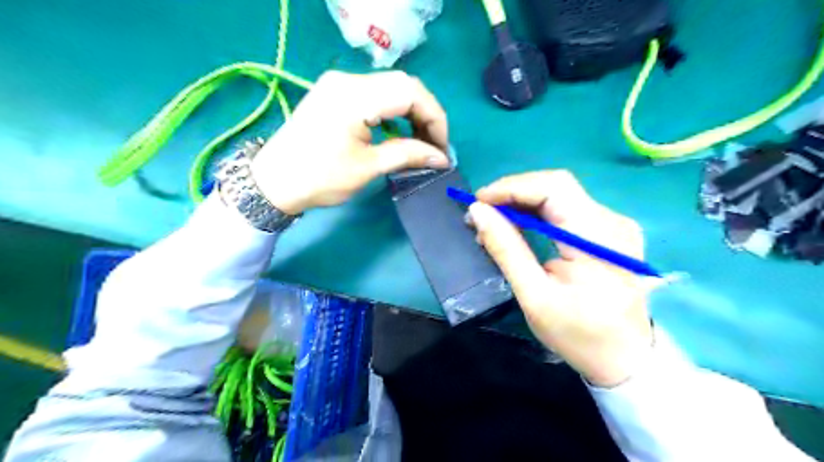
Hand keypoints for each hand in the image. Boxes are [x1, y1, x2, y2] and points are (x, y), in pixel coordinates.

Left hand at [255, 71, 453, 214]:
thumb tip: (442, 157)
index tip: (442, 147)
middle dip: (425, 114)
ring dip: (410, 112)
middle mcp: (348, 80)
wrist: (273, 182)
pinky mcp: (335, 92)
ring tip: (419, 141)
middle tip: (434, 145)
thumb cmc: (320, 178)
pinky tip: (397, 132)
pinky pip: (374, 94)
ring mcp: (339, 83)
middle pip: (403, 85)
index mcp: (355, 96)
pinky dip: (392, 112)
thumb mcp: (368, 167)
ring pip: (390, 88)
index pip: (411, 93)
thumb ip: (408, 155)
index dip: (435, 118)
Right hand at [469, 171, 649, 387]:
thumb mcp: (534, 296)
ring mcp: (614, 224)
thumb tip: (477, 212)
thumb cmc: (579, 335)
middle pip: (557, 186)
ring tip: (494, 220)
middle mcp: (613, 222)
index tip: (478, 201)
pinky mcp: (608, 230)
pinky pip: (567, 207)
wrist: (624, 358)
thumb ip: (506, 249)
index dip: (512, 187)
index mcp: (599, 239)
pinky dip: (537, 212)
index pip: (554, 188)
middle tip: (482, 211)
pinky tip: (518, 224)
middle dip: (514, 193)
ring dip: (523, 202)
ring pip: (560, 194)